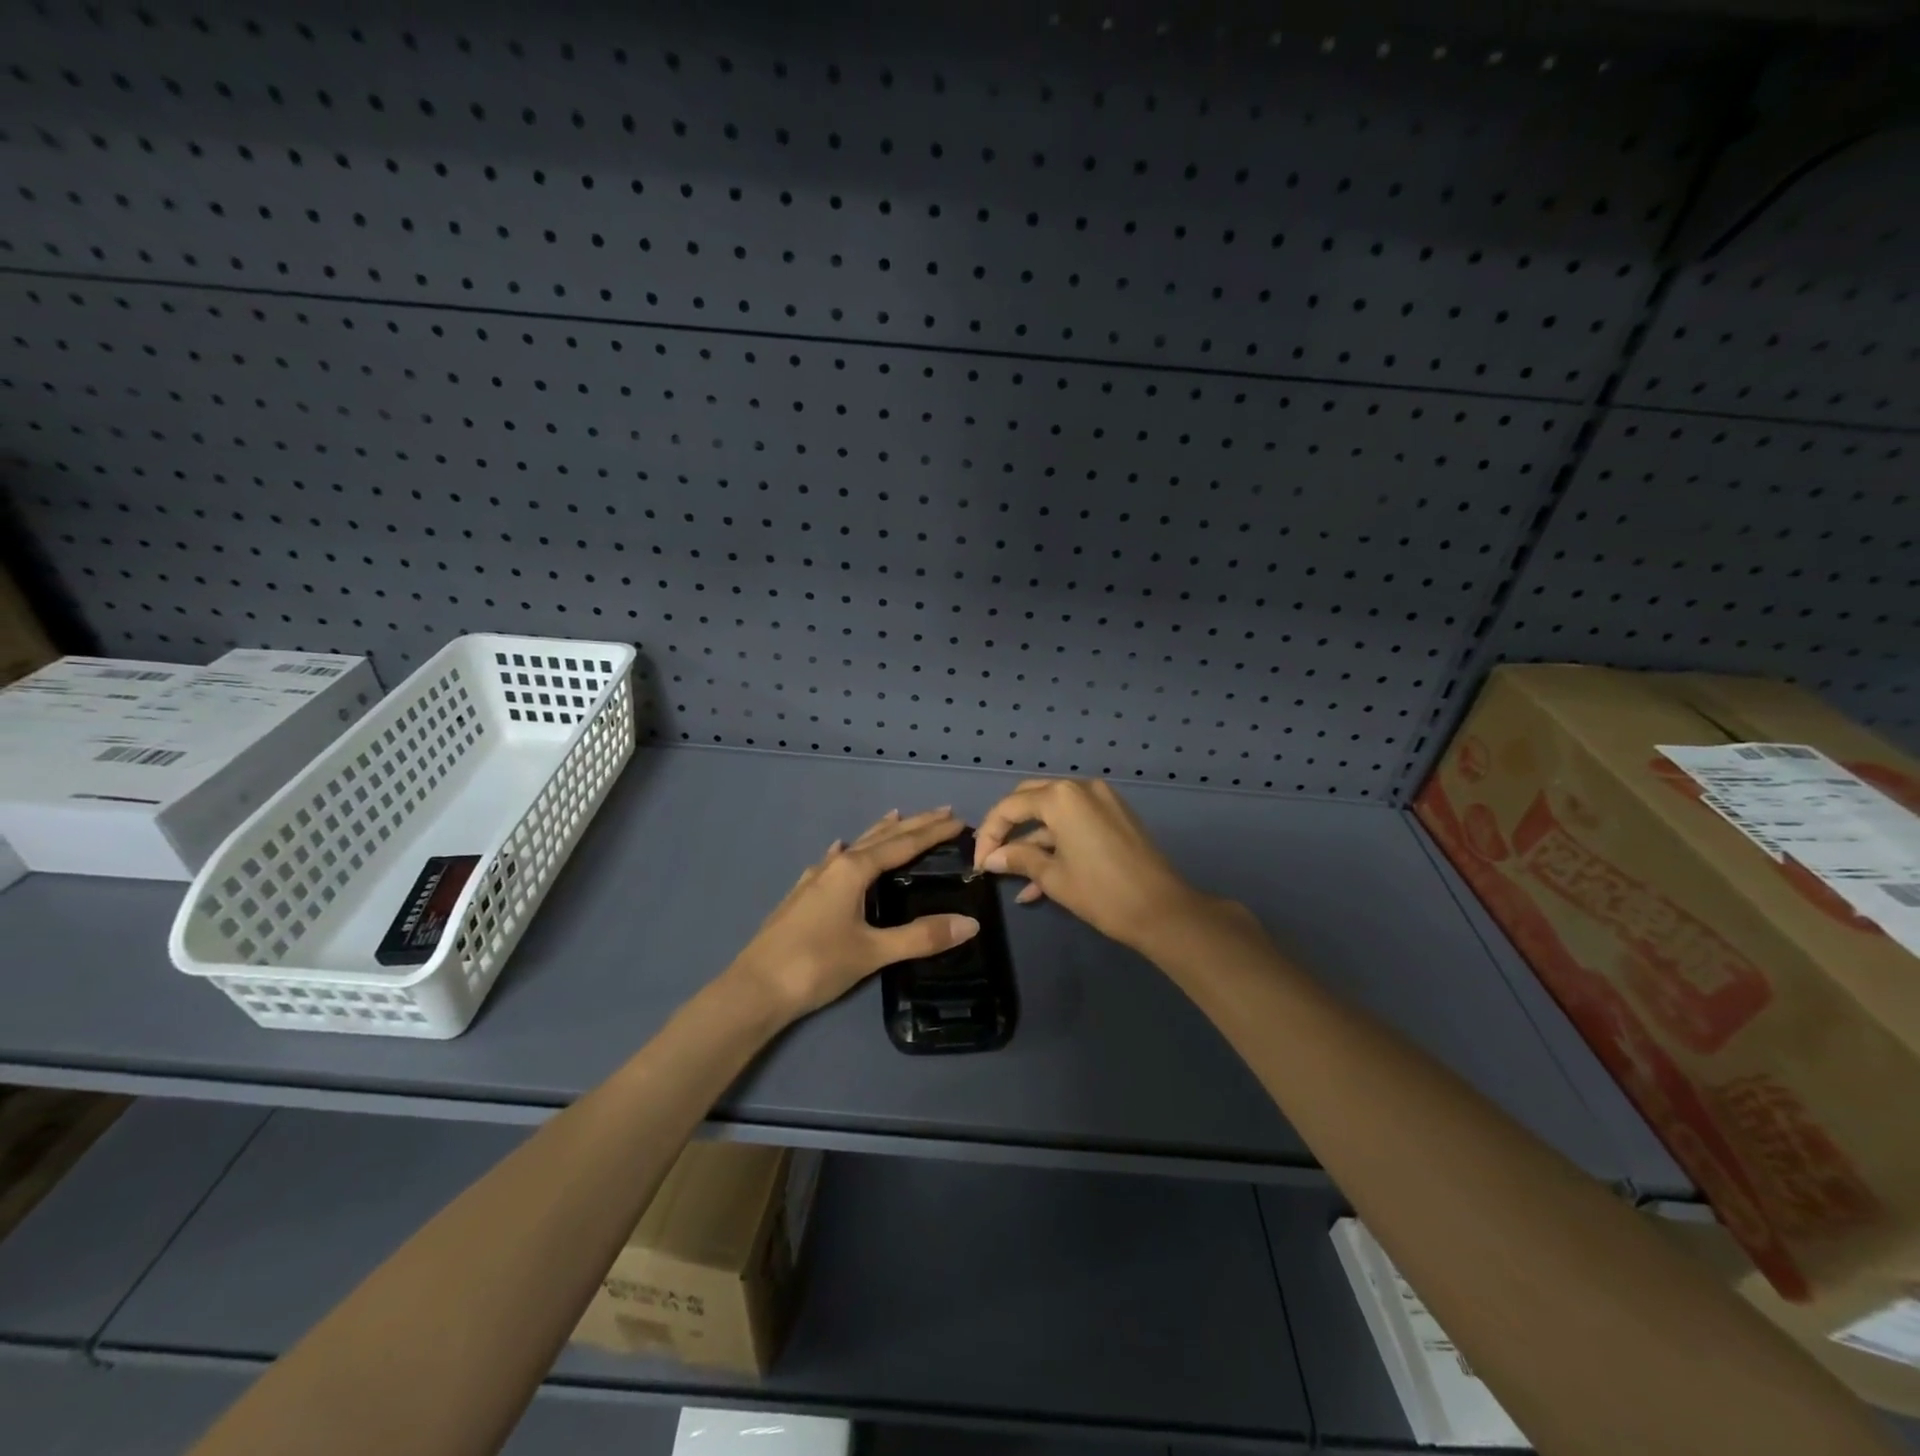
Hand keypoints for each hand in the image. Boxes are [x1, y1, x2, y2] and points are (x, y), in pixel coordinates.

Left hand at [728, 808, 980, 1020]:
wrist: (753, 990)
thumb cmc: (816, 966)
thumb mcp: (873, 952)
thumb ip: (921, 937)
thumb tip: (970, 923)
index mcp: (854, 871)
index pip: (903, 845)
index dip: (932, 832)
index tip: (958, 819)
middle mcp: (834, 867)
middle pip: (881, 839)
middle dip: (912, 825)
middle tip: (941, 812)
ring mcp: (814, 880)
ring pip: (855, 848)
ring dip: (880, 833)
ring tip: (897, 817)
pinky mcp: (801, 897)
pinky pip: (831, 864)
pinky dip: (845, 854)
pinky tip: (838, 852)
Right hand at [972, 778, 1206, 949]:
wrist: (1163, 911)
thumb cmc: (1102, 892)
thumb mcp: (1053, 877)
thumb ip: (1018, 859)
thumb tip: (991, 858)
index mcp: (1061, 797)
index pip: (1010, 806)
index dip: (989, 834)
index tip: (978, 863)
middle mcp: (1080, 788)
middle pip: (1030, 799)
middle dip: (1008, 828)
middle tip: (992, 856)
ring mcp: (1101, 799)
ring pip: (1053, 813)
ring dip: (1032, 842)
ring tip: (1013, 878)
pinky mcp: (1115, 815)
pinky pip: (1075, 822)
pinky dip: (1056, 843)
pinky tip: (1039, 880)